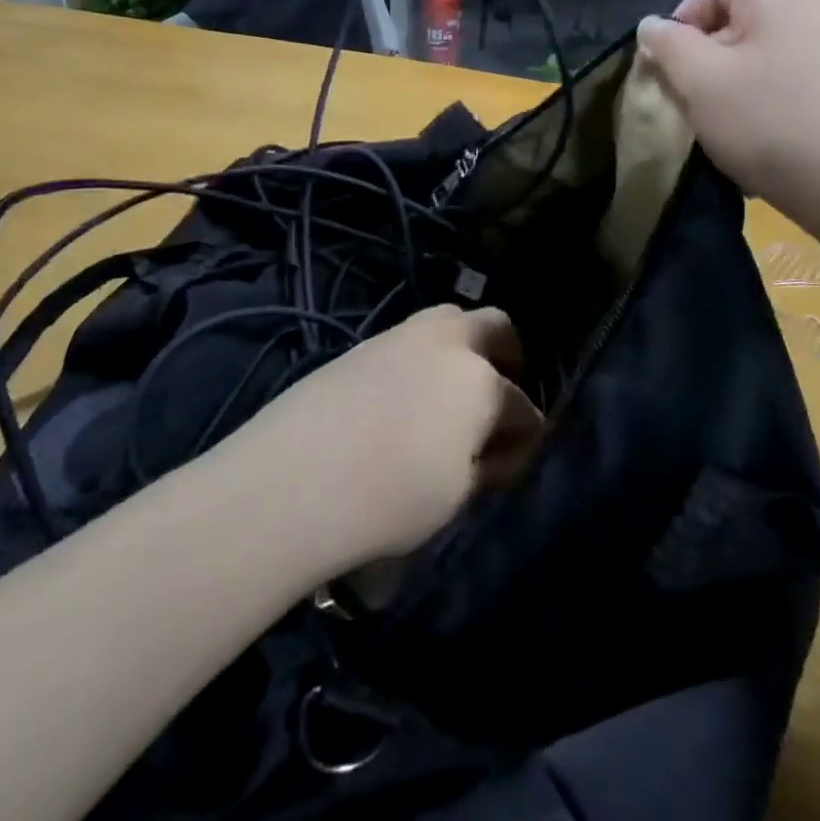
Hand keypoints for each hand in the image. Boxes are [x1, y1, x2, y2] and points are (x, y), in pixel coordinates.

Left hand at [265, 306, 542, 564]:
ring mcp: (403, 336)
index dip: (526, 434)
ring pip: (450, 321)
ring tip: (449, 392)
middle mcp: (448, 343)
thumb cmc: (390, 499)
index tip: (517, 456)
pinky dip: (424, 358)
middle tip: (497, 397)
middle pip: (495, 327)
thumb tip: (496, 451)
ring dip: (463, 348)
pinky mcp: (364, 344)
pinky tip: (407, 396)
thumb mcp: (454, 496)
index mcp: (482, 382)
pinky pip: (411, 339)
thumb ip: (486, 466)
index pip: (521, 406)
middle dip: (507, 357)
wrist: (293, 481)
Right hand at [635, 0, 819, 241]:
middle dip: (708, 55)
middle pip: (741, 14)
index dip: (683, 18)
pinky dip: (770, 98)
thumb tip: (652, 26)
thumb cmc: (772, 123)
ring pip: (765, 49)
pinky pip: (794, 74)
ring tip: (729, 125)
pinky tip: (767, 138)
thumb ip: (667, 45)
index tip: (672, 67)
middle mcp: (816, 1)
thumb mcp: (700, 82)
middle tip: (696, 100)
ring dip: (736, 82)